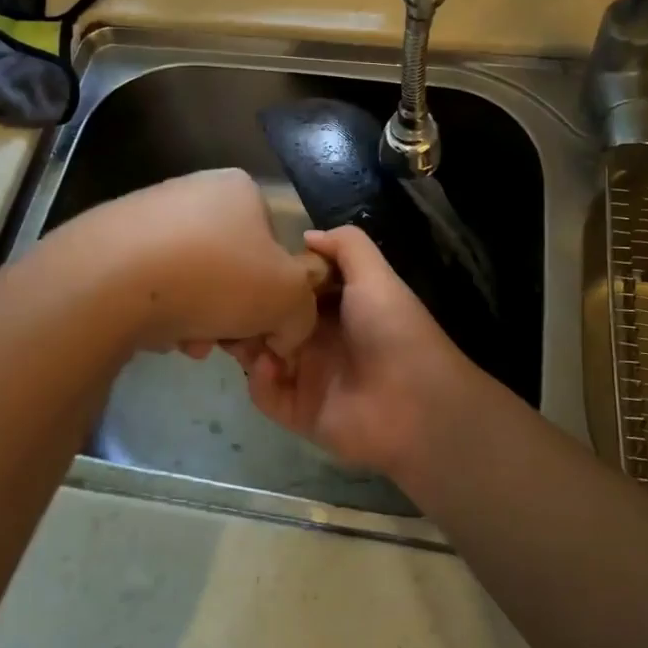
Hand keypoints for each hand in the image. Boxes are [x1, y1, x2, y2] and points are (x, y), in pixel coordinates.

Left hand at [49, 168, 317, 359]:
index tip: (262, 328)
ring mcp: (147, 214)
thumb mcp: (286, 297)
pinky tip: (152, 333)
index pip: (274, 246)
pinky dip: (160, 312)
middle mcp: (194, 191)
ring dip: (199, 319)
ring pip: (192, 279)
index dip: (274, 294)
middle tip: (224, 345)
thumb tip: (288, 328)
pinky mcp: (109, 242)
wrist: (108, 280)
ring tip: (186, 343)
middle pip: (232, 267)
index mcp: (240, 189)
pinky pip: (151, 283)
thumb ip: (303, 311)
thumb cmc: (214, 276)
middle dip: (233, 314)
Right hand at [235, 225, 476, 480]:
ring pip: (259, 355)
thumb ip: (346, 245)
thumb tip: (306, 235)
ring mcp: (307, 376)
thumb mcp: (375, 275)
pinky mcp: (299, 411)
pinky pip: (265, 394)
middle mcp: (318, 338)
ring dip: (246, 343)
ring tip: (240, 331)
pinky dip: (260, 380)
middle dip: (249, 310)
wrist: (416, 402)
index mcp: (336, 306)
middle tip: (231, 301)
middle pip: (270, 320)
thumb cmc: (392, 328)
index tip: (249, 266)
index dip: (272, 276)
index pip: (292, 287)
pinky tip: (269, 365)